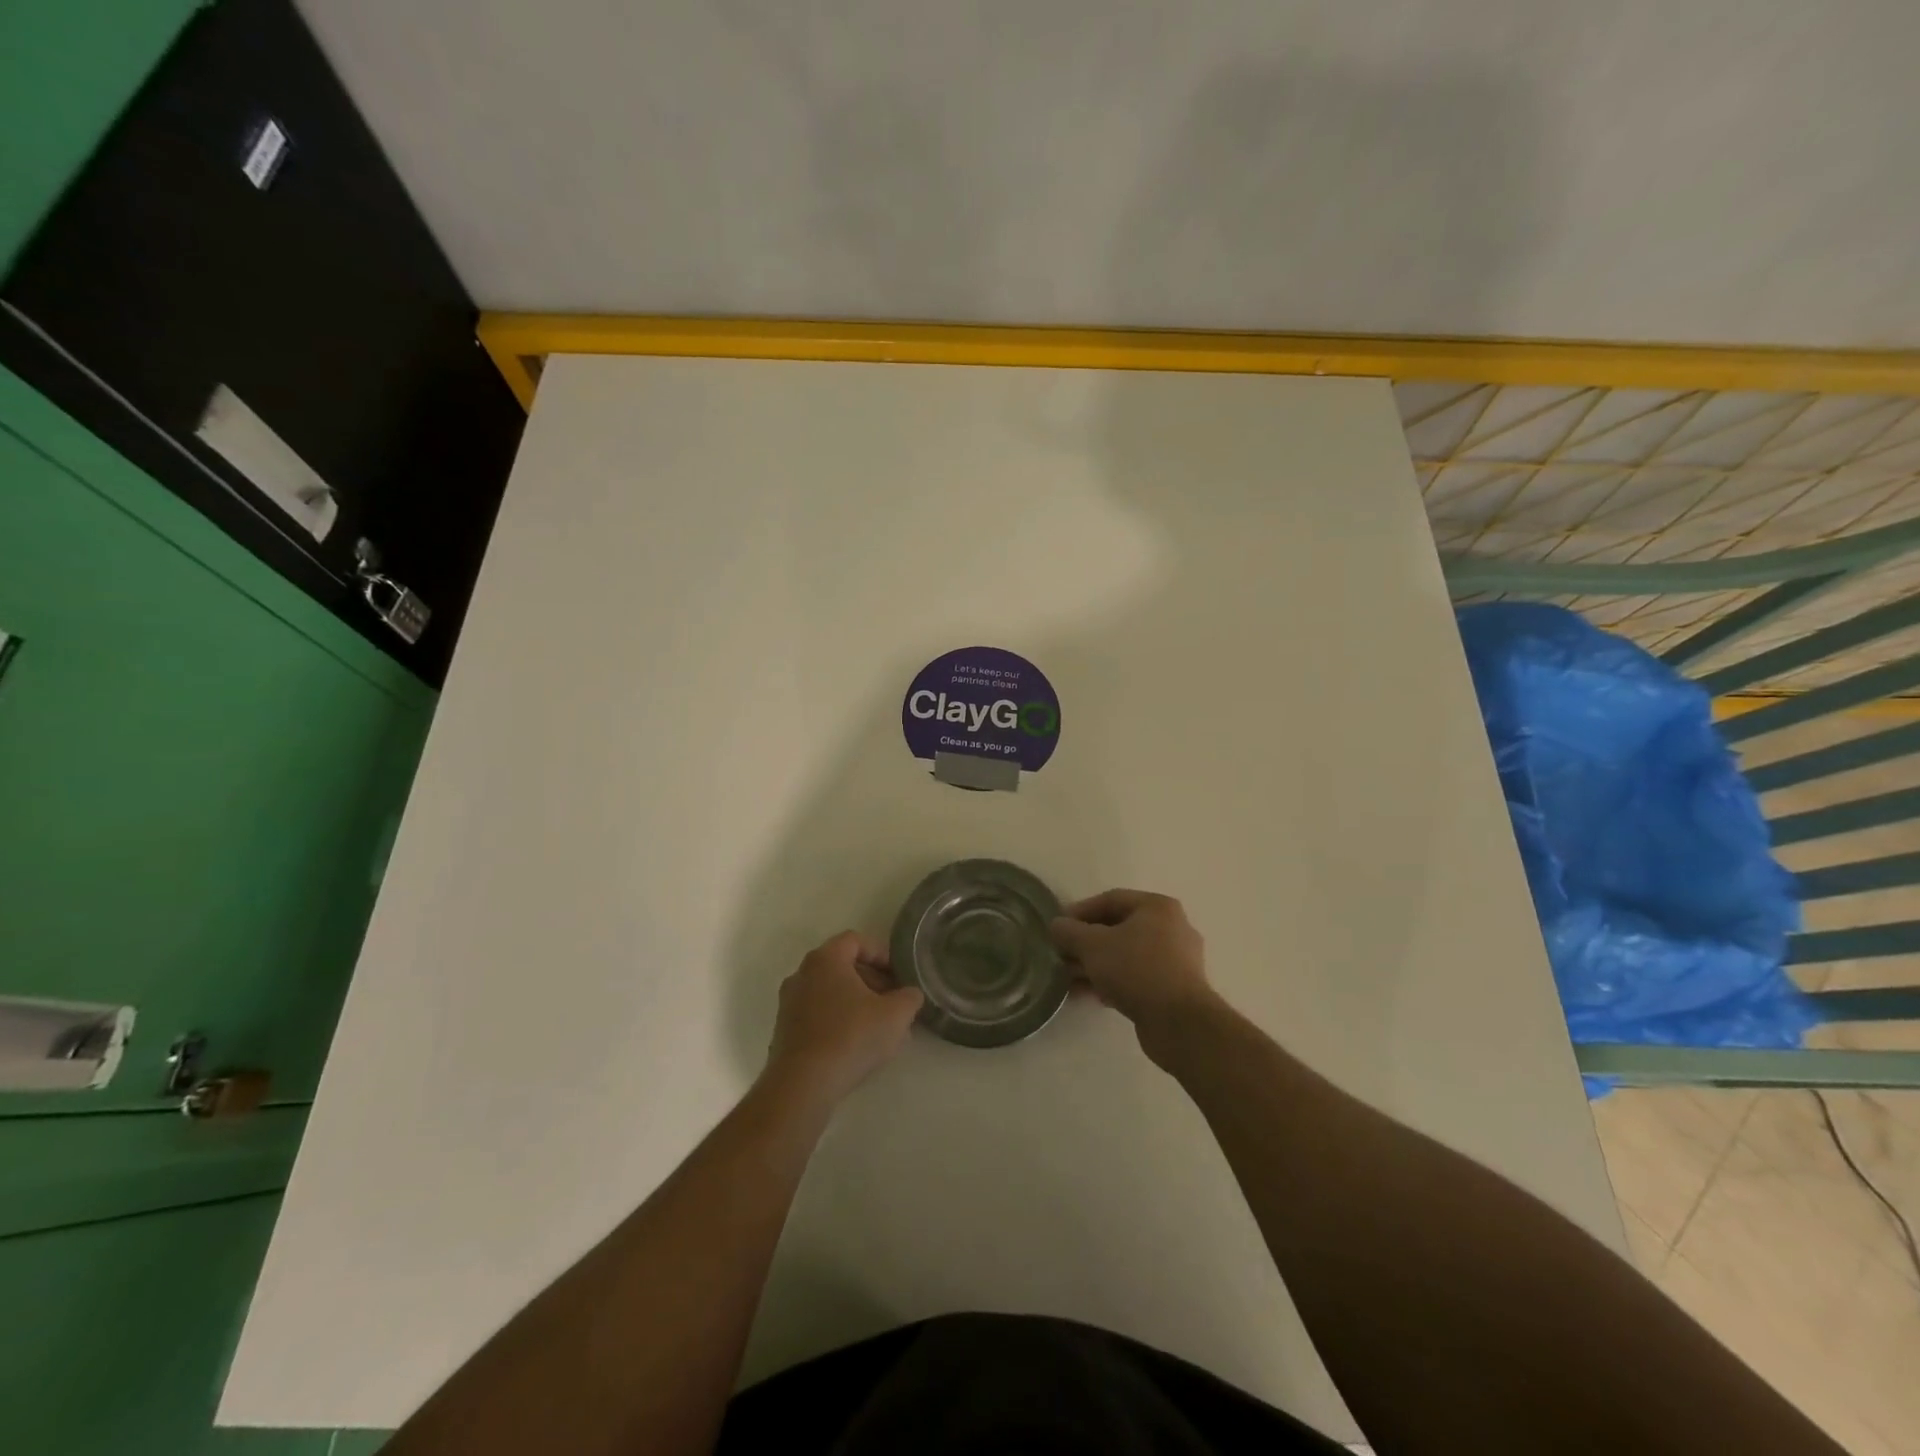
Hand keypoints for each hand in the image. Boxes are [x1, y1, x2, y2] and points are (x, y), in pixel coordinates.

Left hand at [764, 931, 923, 1105]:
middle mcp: (802, 974)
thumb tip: (910, 994)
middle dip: (872, 981)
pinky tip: (857, 1045)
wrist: (803, 1084)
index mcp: (825, 959)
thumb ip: (909, 997)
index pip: (856, 940)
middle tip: (893, 1001)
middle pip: (843, 966)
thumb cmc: (851, 1037)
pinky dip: (839, 1020)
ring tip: (880, 1027)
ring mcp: (789, 1003)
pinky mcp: (785, 1030)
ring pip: (831, 992)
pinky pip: (818, 1014)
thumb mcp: (896, 1015)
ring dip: (857, 1003)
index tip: (899, 975)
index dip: (881, 954)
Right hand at [1049, 890, 1214, 1060]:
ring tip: (1068, 978)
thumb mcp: (1093, 946)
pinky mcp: (1174, 989)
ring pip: (1126, 955)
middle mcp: (1171, 928)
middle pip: (1118, 928)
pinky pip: (1136, 977)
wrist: (1179, 1023)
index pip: (1110, 899)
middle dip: (1086, 942)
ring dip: (1095, 964)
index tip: (1058, 927)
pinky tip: (1088, 995)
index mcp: (1157, 907)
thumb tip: (1056, 925)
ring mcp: (1176, 960)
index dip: (1080, 911)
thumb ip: (1070, 932)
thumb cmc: (1136, 970)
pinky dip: (1112, 981)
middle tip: (1061, 954)